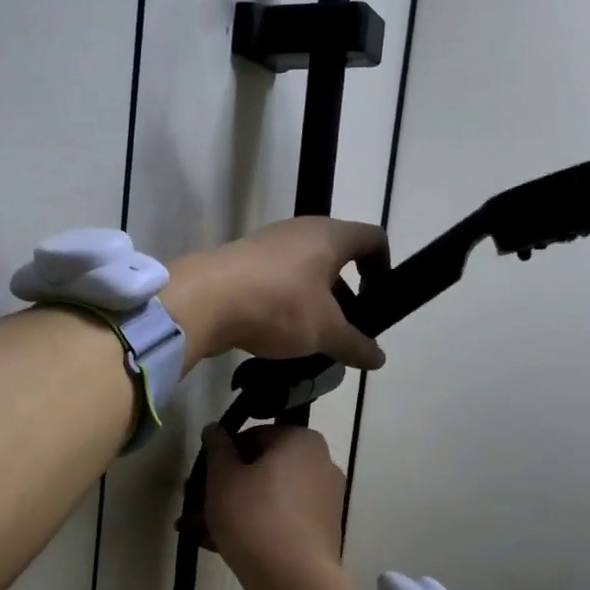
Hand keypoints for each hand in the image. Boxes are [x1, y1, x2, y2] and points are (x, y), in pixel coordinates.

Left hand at [168, 218, 387, 369]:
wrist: (204, 300)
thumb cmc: (278, 305)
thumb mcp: (325, 331)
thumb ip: (355, 344)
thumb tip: (379, 358)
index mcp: (329, 236)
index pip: (373, 239)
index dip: (384, 267)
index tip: (380, 300)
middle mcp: (300, 230)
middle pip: (336, 257)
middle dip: (347, 293)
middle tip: (347, 329)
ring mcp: (267, 244)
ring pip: (304, 270)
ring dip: (315, 301)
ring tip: (314, 338)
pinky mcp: (242, 261)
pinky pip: (276, 279)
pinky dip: (286, 302)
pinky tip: (280, 333)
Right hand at [201, 423, 357, 589]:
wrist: (292, 581)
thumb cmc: (253, 516)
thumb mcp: (222, 477)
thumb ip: (217, 447)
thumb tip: (214, 428)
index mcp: (301, 441)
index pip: (252, 436)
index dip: (221, 454)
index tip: (201, 476)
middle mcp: (319, 464)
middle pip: (260, 469)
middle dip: (223, 486)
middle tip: (193, 503)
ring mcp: (324, 500)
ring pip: (267, 497)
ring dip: (231, 509)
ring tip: (195, 530)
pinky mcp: (320, 532)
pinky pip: (280, 520)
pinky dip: (252, 526)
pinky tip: (217, 544)